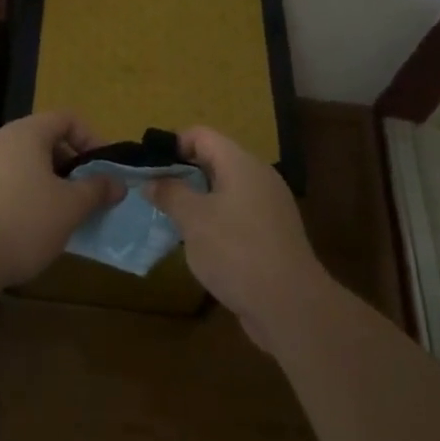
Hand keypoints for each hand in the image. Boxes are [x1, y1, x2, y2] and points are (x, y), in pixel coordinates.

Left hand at [0, 110, 119, 287]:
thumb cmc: (23, 222)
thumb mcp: (70, 207)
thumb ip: (96, 190)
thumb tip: (117, 183)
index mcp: (26, 133)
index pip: (66, 118)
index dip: (90, 138)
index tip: (103, 168)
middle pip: (42, 139)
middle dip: (68, 163)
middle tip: (84, 193)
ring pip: (21, 163)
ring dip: (44, 182)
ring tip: (58, 213)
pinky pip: (1, 182)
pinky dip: (20, 195)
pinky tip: (26, 227)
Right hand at [147, 126, 328, 348]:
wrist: (290, 305)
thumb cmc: (236, 251)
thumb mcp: (194, 220)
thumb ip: (170, 194)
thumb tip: (152, 181)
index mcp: (241, 163)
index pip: (202, 135)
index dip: (173, 144)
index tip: (149, 167)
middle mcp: (258, 176)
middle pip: (214, 160)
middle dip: (183, 174)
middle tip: (154, 194)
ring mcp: (269, 206)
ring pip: (226, 190)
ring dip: (198, 200)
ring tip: (170, 219)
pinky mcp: (273, 234)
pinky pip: (238, 214)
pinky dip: (216, 220)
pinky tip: (199, 244)